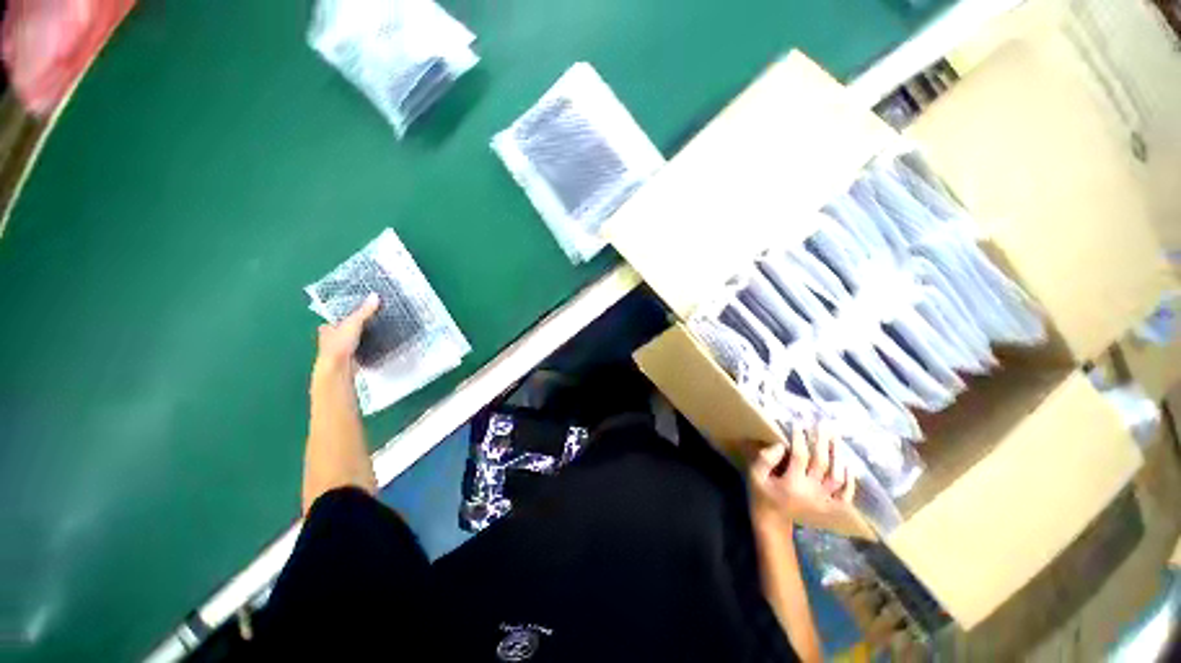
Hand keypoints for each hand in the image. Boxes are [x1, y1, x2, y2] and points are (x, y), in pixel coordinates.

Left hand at [314, 293, 379, 374]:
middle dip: (356, 325)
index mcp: (327, 328)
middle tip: (373, 319)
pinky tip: (377, 343)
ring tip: (379, 329)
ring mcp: (340, 350)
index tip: (360, 309)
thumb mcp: (353, 323)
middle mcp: (330, 338)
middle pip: (345, 329)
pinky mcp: (350, 359)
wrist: (338, 369)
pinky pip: (361, 349)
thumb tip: (375, 296)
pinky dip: (368, 346)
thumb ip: (364, 311)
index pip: (337, 317)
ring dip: (363, 336)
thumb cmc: (339, 345)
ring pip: (353, 339)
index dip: (347, 313)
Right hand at [747, 422, 855, 529]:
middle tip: (823, 424)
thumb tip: (781, 445)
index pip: (800, 456)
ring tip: (836, 438)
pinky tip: (848, 465)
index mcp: (792, 484)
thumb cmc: (762, 494)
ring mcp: (824, 500)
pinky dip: (850, 481)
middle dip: (823, 441)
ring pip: (838, 477)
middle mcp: (812, 492)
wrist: (774, 521)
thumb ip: (765, 459)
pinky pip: (846, 495)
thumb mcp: (756, 475)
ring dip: (838, 456)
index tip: (798, 422)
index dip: (799, 438)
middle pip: (822, 463)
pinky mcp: (830, 506)